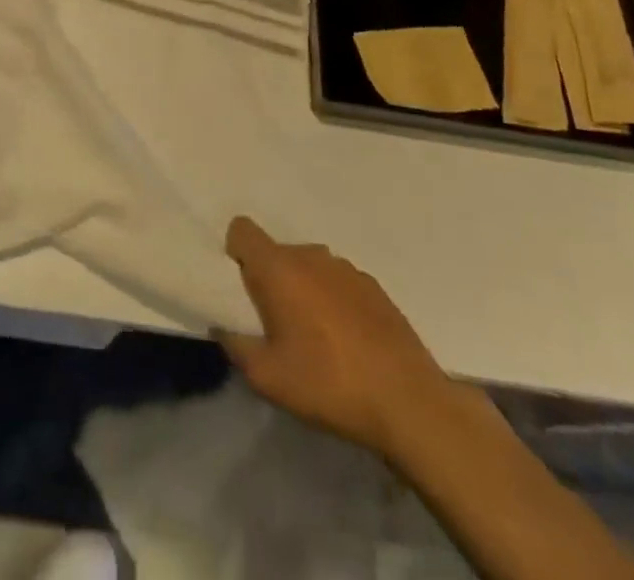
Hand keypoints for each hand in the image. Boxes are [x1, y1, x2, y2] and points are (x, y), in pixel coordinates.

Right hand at [217, 216, 453, 456]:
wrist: (408, 403)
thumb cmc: (328, 384)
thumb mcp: (266, 377)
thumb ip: (236, 344)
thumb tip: (225, 326)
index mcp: (279, 268)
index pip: (242, 230)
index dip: (235, 252)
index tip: (241, 289)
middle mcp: (311, 255)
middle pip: (277, 252)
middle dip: (271, 280)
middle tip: (277, 324)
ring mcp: (346, 268)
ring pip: (309, 266)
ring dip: (303, 289)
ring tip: (315, 336)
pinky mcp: (374, 286)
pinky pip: (338, 282)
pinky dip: (333, 300)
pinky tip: (347, 341)